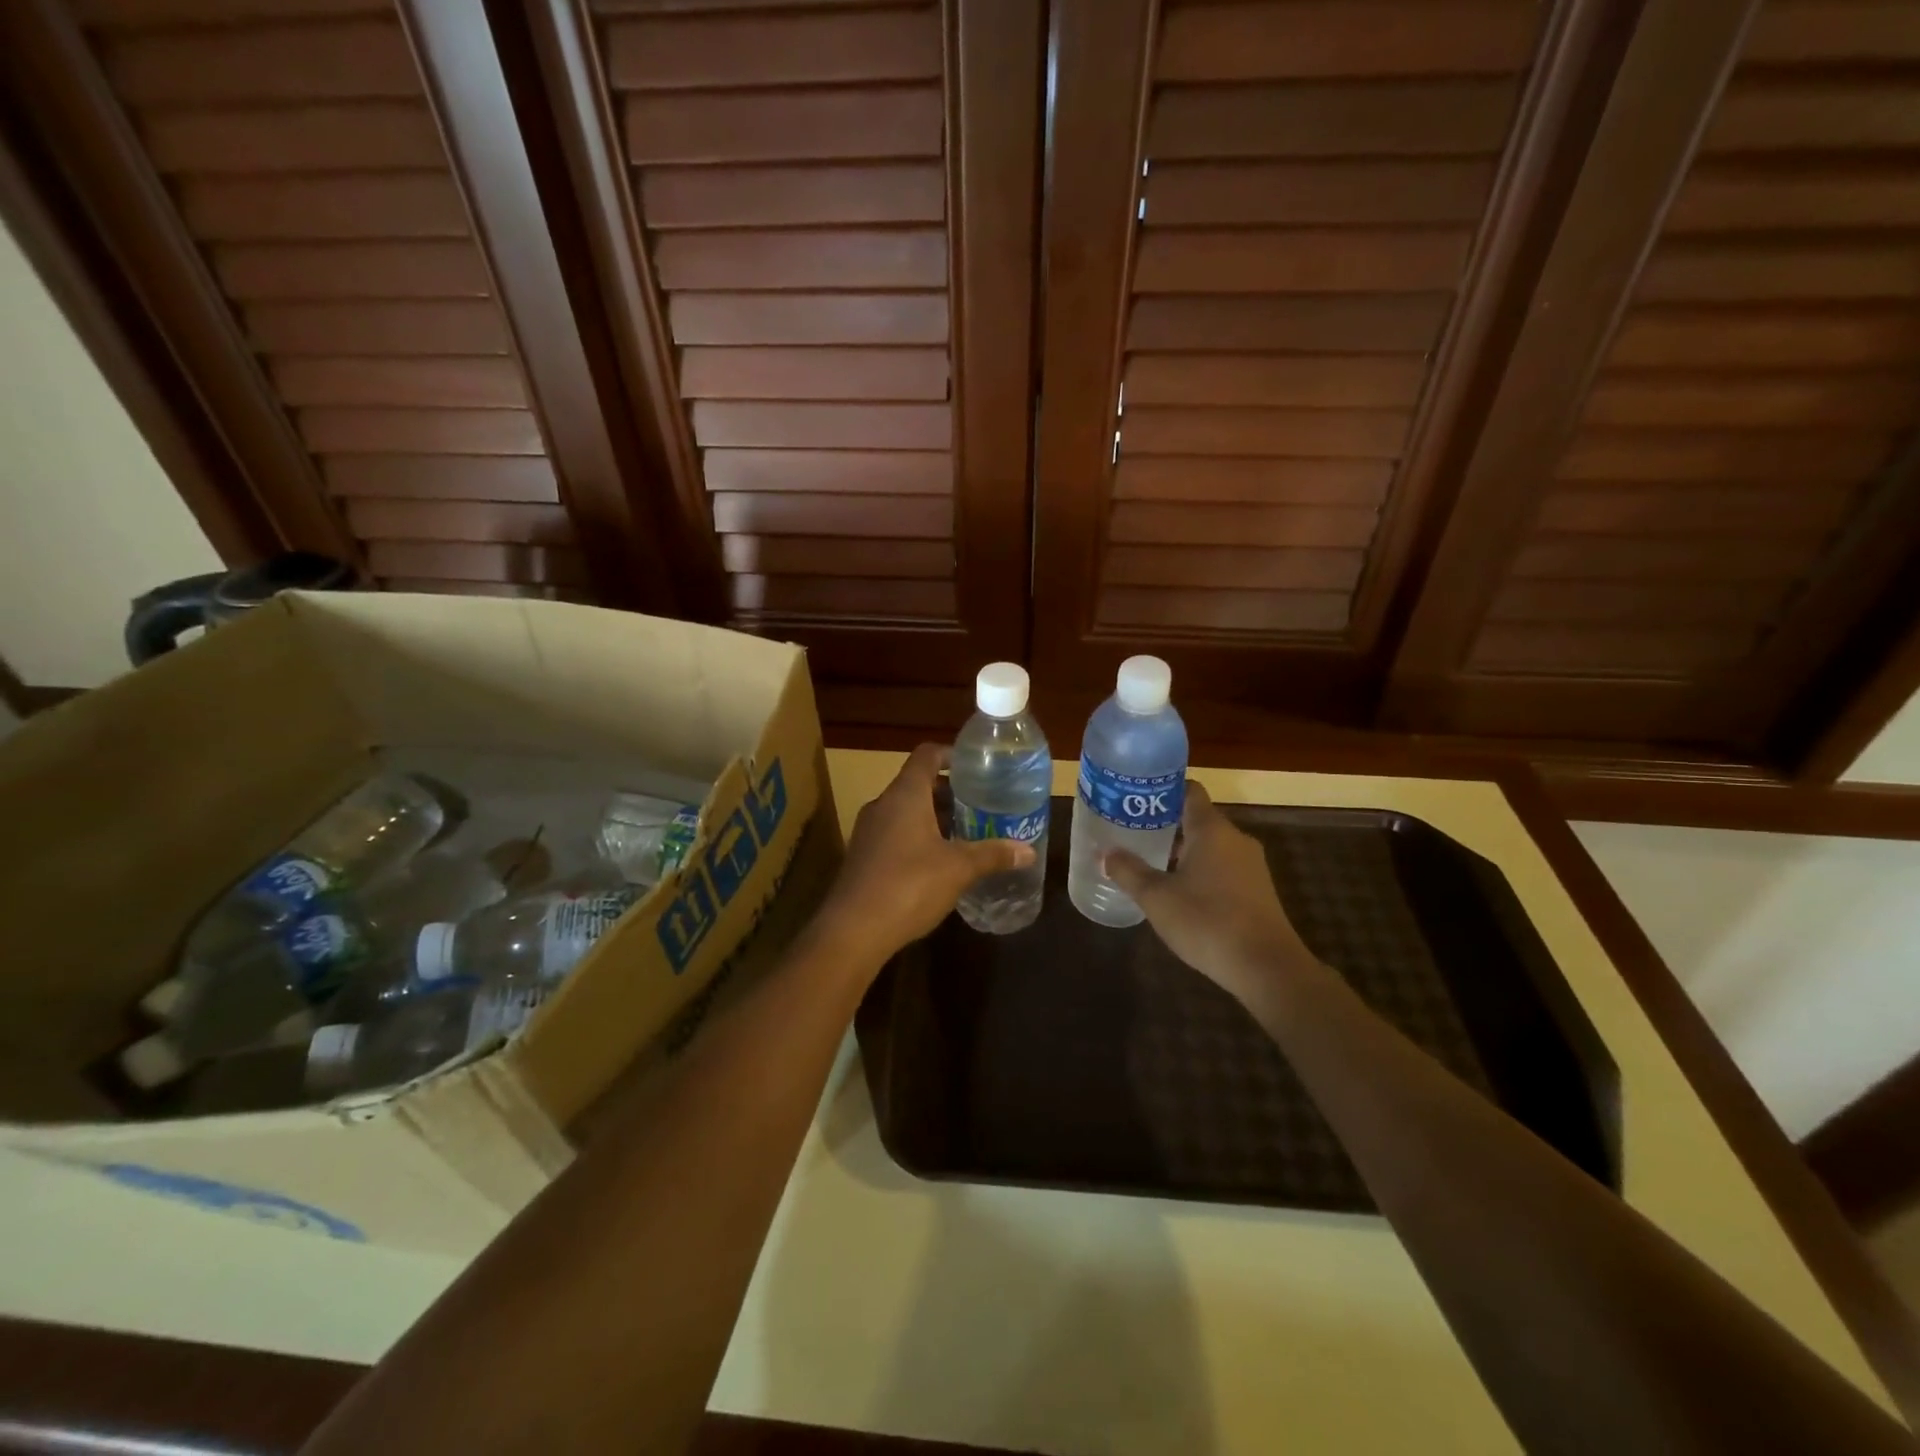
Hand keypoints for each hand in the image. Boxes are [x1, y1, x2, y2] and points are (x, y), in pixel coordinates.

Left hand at [816, 744, 1036, 964]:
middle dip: (949, 793)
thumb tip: (1028, 851)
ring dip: (933, 818)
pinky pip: (894, 835)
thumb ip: (993, 855)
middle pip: (917, 784)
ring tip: (965, 834)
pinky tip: (938, 864)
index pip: (927, 755)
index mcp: (905, 795)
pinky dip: (917, 839)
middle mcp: (883, 805)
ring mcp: (868, 832)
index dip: (951, 755)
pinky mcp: (863, 857)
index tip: (977, 767)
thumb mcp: (958, 869)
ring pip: (905, 812)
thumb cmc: (909, 885)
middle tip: (980, 806)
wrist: (852, 931)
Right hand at [1103, 781, 1314, 1006]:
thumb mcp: (1156, 898)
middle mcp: (1235, 839)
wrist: (1266, 968)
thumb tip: (1107, 853)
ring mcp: (1251, 865)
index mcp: (1211, 829)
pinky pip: (1223, 868)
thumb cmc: (1207, 922)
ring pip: (1210, 846)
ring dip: (1182, 852)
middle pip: (1197, 819)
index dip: (1162, 790)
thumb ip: (1128, 871)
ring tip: (1149, 864)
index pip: (1189, 791)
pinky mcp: (1257, 891)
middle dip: (1165, 825)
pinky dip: (1200, 872)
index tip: (1136, 799)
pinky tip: (1179, 894)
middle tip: (1132, 834)